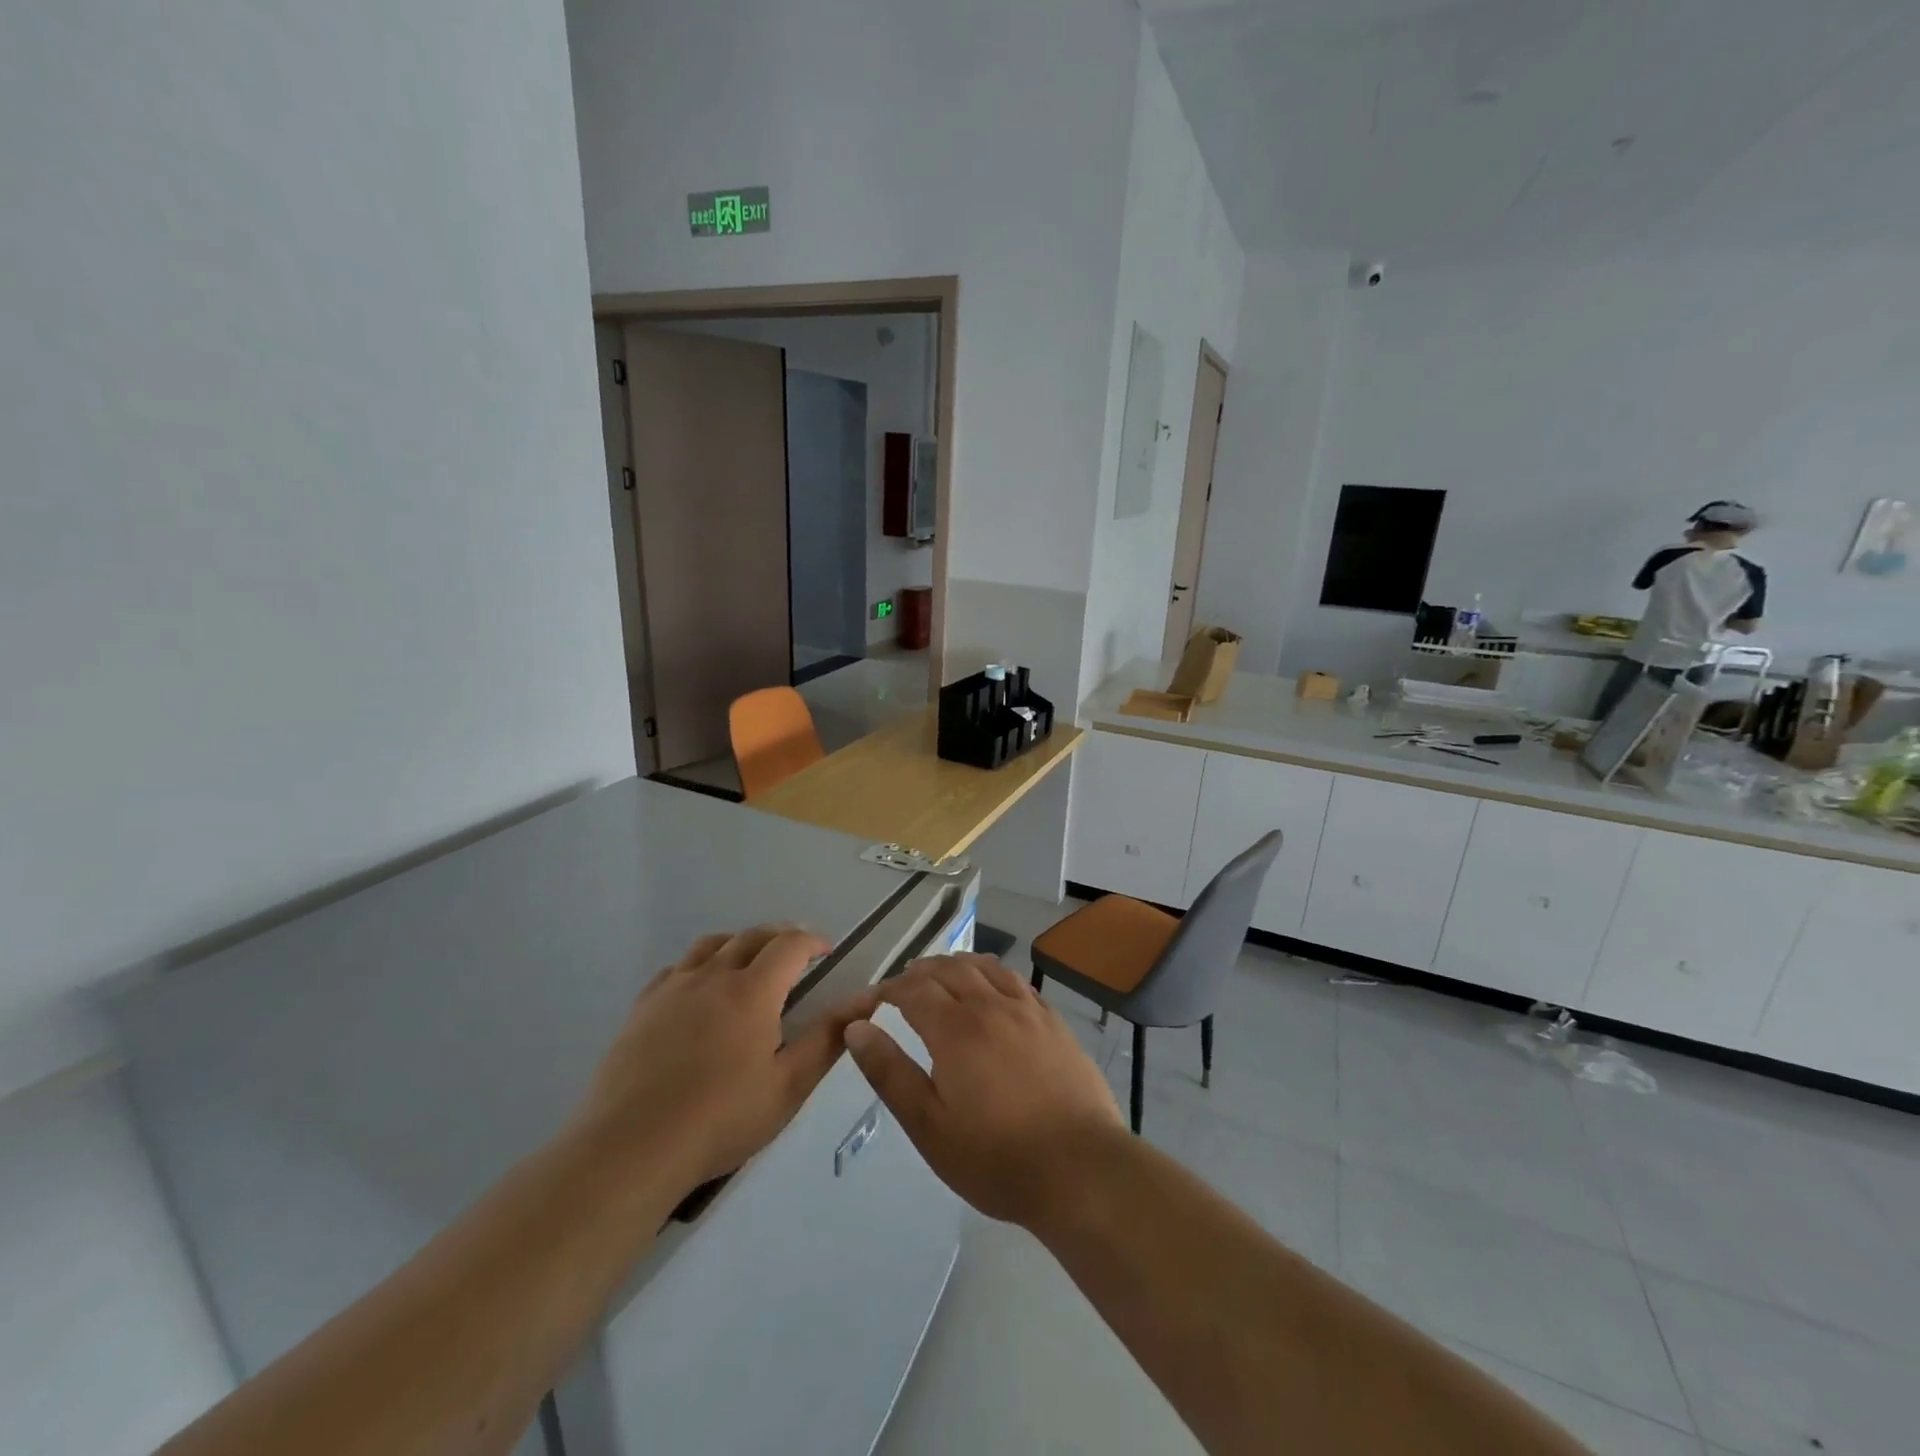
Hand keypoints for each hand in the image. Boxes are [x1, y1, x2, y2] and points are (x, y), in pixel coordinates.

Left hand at [572, 926, 875, 1195]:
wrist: (631, 1147)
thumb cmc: (720, 1118)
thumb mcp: (788, 1085)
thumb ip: (829, 1037)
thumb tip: (867, 999)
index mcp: (752, 991)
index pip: (789, 944)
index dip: (813, 940)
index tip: (827, 950)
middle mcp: (713, 976)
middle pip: (751, 936)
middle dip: (780, 936)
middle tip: (796, 953)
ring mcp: (673, 989)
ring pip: (711, 945)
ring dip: (739, 943)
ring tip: (749, 961)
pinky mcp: (642, 1007)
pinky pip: (676, 968)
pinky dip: (699, 965)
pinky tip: (699, 989)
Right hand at [843, 955, 1123, 1228]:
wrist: (1080, 1167)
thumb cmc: (996, 1156)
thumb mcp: (929, 1126)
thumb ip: (890, 1073)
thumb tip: (856, 1028)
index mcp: (956, 1029)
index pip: (913, 989)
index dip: (889, 989)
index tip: (874, 1001)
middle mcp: (991, 1006)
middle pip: (949, 969)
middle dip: (920, 972)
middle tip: (903, 985)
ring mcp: (1027, 1010)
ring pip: (985, 968)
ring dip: (957, 965)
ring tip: (943, 976)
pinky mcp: (1054, 1021)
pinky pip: (1016, 981)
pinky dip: (993, 973)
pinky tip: (992, 988)